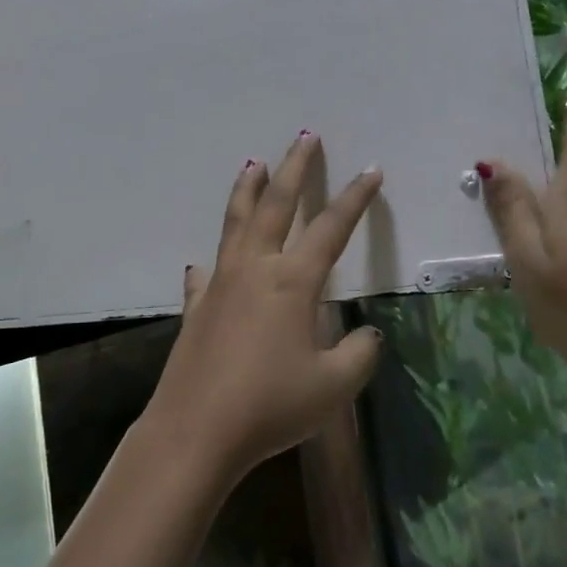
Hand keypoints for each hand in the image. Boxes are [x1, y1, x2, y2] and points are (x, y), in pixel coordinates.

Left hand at [142, 133, 384, 485]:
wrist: (198, 430)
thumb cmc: (271, 405)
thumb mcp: (333, 386)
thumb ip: (359, 355)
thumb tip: (368, 334)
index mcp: (291, 281)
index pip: (331, 228)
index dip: (355, 198)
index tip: (371, 170)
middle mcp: (254, 269)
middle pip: (275, 205)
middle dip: (293, 168)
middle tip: (304, 137)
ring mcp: (219, 285)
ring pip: (235, 223)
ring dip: (247, 191)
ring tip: (254, 164)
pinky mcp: (195, 308)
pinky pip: (206, 274)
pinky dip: (212, 261)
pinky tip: (207, 263)